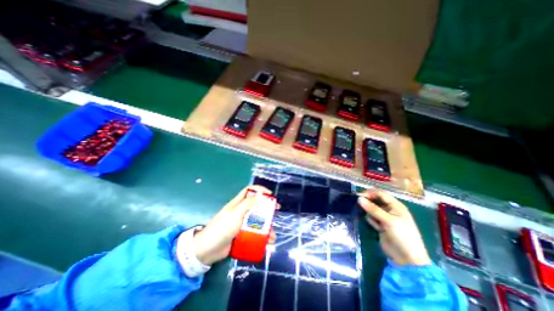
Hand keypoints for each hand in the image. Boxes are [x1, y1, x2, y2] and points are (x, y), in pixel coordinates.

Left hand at [191, 186, 276, 265]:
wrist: (207, 250)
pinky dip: (262, 237)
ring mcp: (241, 224)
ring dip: (266, 226)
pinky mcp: (242, 235)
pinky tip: (267, 242)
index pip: (249, 191)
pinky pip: (254, 233)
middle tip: (276, 211)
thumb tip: (259, 195)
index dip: (260, 190)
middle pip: (256, 206)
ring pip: (257, 221)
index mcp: (238, 203)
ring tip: (272, 235)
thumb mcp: (235, 214)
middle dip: (267, 208)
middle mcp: (241, 212)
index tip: (270, 194)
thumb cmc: (222, 228)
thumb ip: (247, 204)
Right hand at [357, 191, 429, 265]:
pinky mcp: (381, 226)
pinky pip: (372, 218)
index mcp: (396, 206)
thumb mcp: (389, 221)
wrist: (407, 259)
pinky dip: (371, 220)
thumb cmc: (402, 236)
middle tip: (358, 203)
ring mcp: (385, 218)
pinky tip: (376, 227)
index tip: (359, 196)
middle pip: (376, 201)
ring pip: (372, 209)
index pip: (381, 194)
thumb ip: (373, 209)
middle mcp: (390, 210)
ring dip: (369, 212)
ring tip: (372, 220)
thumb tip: (359, 199)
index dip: (370, 193)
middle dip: (368, 202)